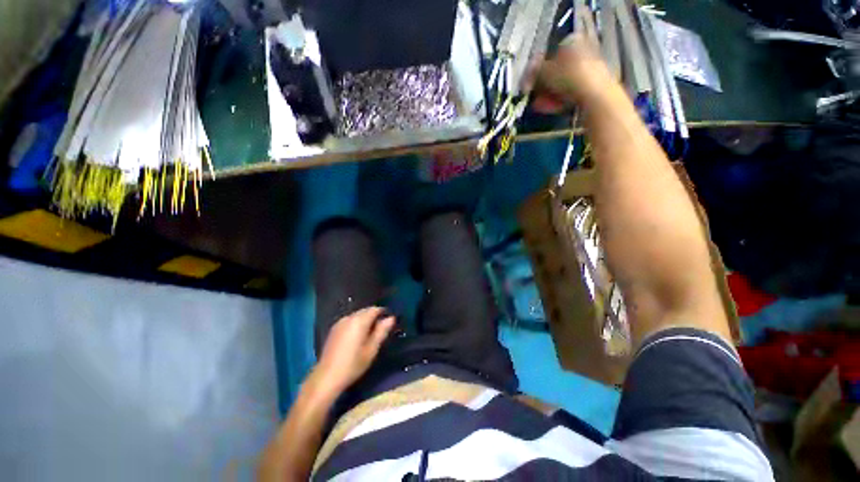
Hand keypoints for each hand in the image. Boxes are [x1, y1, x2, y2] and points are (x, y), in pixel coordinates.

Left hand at [313, 307, 395, 392]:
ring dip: (365, 320)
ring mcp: (340, 322)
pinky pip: (349, 321)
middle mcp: (349, 317)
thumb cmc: (353, 364)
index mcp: (359, 321)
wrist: (327, 377)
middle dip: (374, 316)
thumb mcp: (372, 349)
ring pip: (357, 315)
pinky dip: (356, 324)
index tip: (389, 322)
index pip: (375, 309)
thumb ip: (382, 331)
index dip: (383, 313)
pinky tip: (357, 337)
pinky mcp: (334, 329)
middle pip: (365, 311)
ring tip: (370, 334)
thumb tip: (391, 318)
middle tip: (381, 330)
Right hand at [528, 33, 611, 112]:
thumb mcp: (545, 72)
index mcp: (573, 41)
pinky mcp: (592, 85)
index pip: (550, 54)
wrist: (595, 94)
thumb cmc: (569, 77)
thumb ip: (534, 71)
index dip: (537, 70)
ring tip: (538, 105)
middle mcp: (583, 51)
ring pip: (562, 83)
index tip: (529, 83)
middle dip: (542, 86)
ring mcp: (589, 69)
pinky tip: (549, 108)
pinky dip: (558, 99)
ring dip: (548, 95)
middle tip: (533, 96)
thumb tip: (528, 71)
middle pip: (556, 70)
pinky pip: (570, 91)